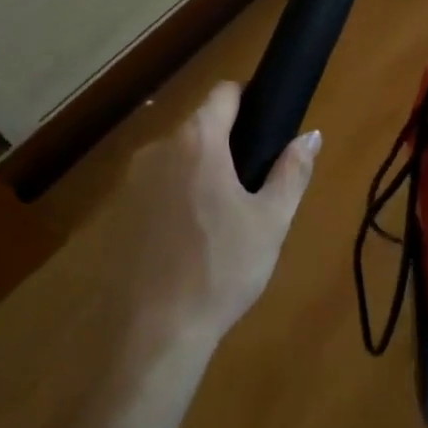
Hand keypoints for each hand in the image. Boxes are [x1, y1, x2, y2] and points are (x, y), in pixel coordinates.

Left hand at [116, 82, 320, 348]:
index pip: (224, 93)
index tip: (266, 127)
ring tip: (223, 219)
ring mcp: (131, 182)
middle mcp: (157, 149)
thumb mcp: (271, 220)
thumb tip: (311, 135)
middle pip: (200, 128)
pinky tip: (189, 241)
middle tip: (252, 187)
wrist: (153, 334)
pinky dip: (175, 200)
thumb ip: (292, 171)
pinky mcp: (116, 214)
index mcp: (197, 141)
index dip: (248, 100)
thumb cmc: (221, 269)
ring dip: (200, 174)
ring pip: (177, 160)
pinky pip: (156, 189)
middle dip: (227, 145)